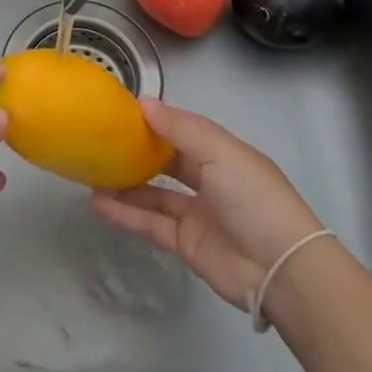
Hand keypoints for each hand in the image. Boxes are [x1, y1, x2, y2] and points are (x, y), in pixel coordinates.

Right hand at [91, 98, 322, 309]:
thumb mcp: (220, 152)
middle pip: (166, 162)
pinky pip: (151, 223)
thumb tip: (143, 102)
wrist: (280, 269)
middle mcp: (209, 180)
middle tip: (99, 142)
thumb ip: (179, 128)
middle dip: (136, 153)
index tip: (119, 112)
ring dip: (125, 185)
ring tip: (91, 173)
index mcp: (222, 153)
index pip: (182, 131)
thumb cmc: (253, 197)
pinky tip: (100, 204)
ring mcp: (196, 213)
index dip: (154, 121)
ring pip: (154, 194)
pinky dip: (127, 214)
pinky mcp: (186, 243)